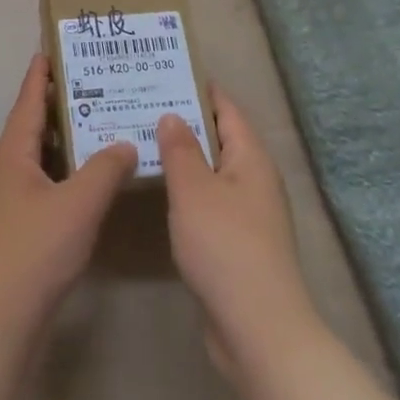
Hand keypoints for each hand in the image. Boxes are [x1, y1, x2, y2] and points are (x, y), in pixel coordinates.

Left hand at [0, 56, 136, 342]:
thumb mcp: (79, 204)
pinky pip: (43, 183)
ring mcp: (7, 199)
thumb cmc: (34, 250)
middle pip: (34, 125)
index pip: (28, 99)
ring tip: (101, 126)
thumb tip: (124, 142)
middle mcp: (5, 168)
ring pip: (39, 156)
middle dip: (61, 104)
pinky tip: (90, 181)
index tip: (55, 48)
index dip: (42, 73)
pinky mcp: (15, 226)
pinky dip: (65, 172)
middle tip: (96, 84)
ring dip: (66, 140)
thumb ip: (105, 169)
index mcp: (12, 152)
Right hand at [157, 90, 317, 371]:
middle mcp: (255, 180)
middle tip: (142, 103)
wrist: (258, 328)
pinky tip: (159, 189)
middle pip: (219, 138)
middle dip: (185, 120)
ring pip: (212, 171)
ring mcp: (248, 213)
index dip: (200, 88)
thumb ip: (180, 149)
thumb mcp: (194, 190)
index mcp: (251, 159)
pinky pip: (208, 200)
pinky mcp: (237, 243)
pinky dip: (186, 189)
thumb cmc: (225, 246)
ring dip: (183, 157)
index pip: (227, 109)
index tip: (167, 71)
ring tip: (143, 139)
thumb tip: (172, 115)